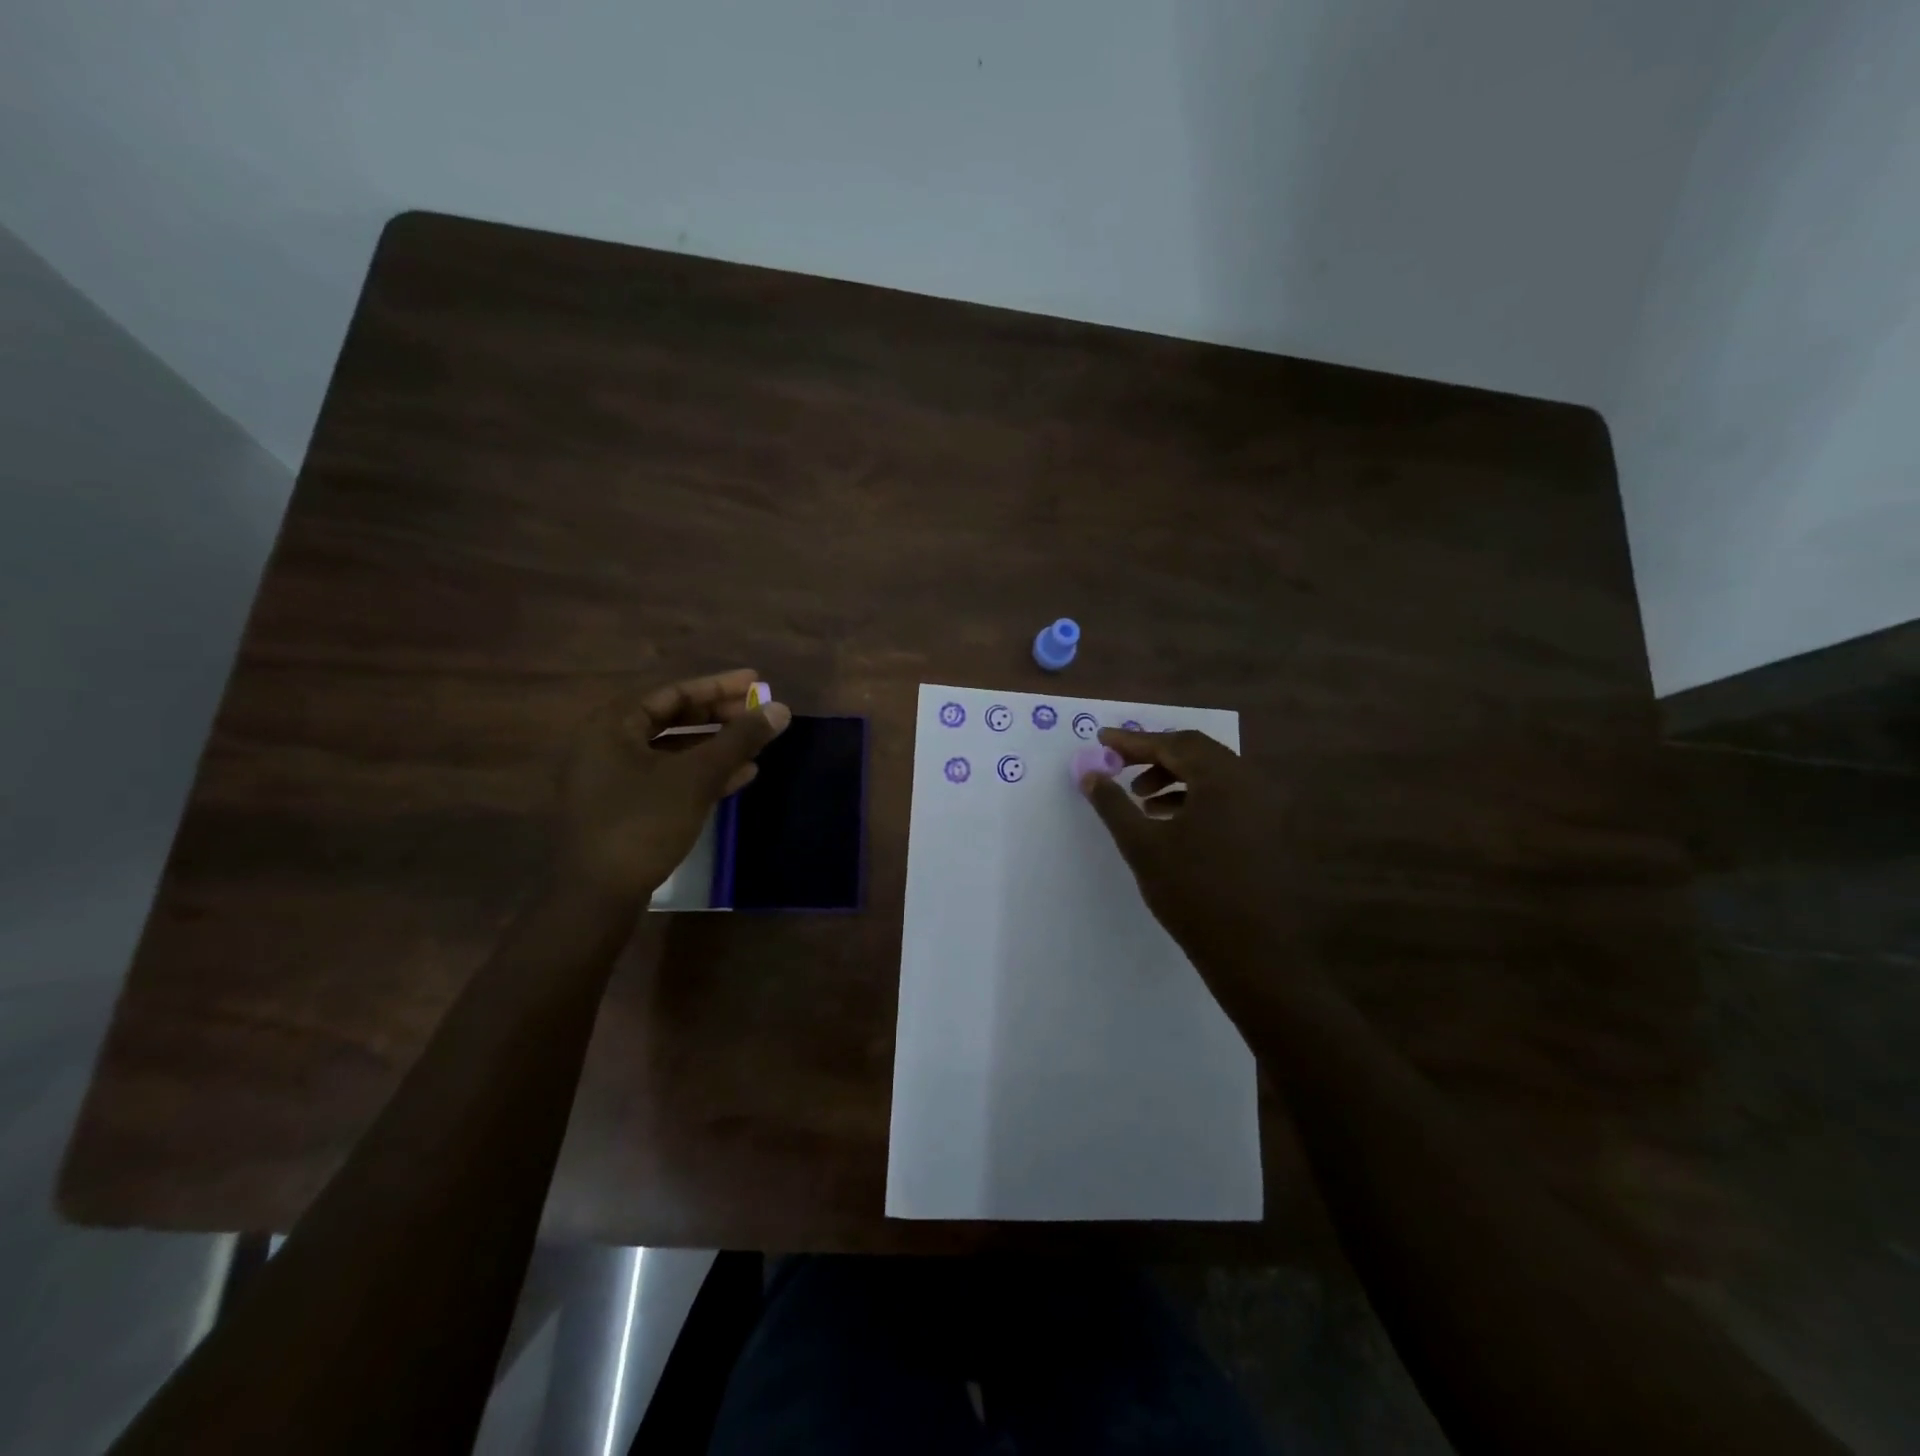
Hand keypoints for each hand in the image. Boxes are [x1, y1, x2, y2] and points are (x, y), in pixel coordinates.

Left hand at [557, 668, 789, 902]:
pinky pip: (667, 777)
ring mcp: (612, 778)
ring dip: (715, 746)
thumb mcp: (697, 777)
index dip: (719, 686)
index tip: (756, 683)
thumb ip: (739, 740)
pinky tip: (738, 778)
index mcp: (613, 725)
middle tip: (758, 714)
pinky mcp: (622, 808)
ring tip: (755, 746)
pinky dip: (700, 774)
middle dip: (719, 717)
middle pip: (672, 719)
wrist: (597, 895)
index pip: (674, 692)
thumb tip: (781, 709)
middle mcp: (606, 744)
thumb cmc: (643, 823)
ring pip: (672, 750)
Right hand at [1080, 727, 1308, 995]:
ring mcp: (1269, 809)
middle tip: (1120, 768)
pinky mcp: (1272, 833)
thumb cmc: (1193, 894)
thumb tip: (1090, 774)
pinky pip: (1229, 800)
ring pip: (1215, 778)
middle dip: (1155, 757)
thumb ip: (1114, 804)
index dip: (1134, 741)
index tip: (1102, 741)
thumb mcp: (1143, 846)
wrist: (1255, 955)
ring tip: (1142, 801)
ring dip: (1175, 780)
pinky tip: (1172, 823)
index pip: (1175, 743)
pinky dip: (1197, 800)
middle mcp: (1253, 784)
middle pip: (1198, 754)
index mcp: (1225, 779)